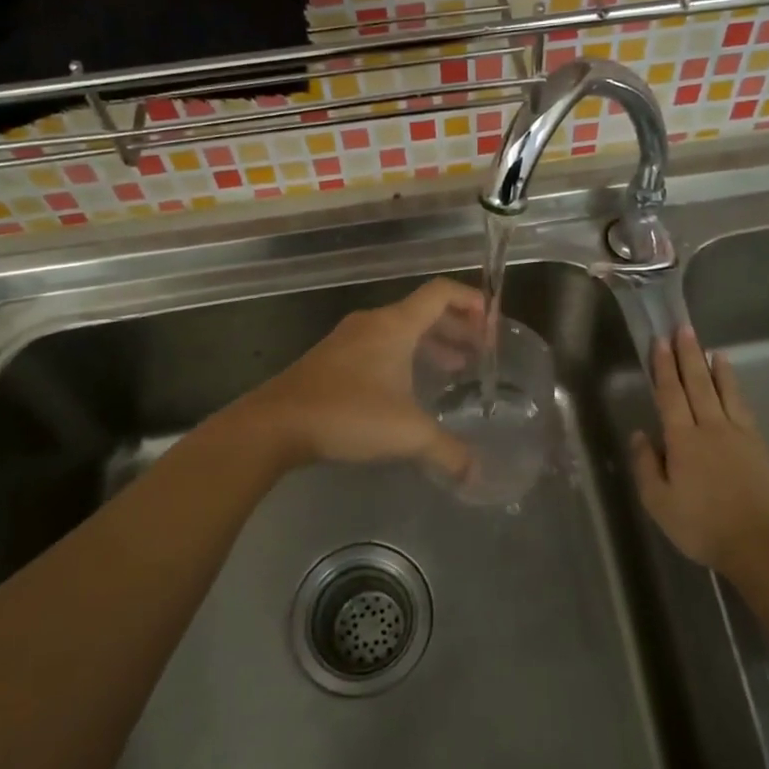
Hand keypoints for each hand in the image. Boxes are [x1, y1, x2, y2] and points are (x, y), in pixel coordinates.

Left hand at [238, 278, 482, 477]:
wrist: (275, 424)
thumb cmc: (347, 414)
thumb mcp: (407, 434)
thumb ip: (448, 452)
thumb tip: (477, 476)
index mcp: (395, 325)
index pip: (441, 292)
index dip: (472, 301)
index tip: (493, 323)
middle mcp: (373, 323)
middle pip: (424, 311)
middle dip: (457, 327)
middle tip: (481, 352)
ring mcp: (349, 339)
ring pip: (401, 331)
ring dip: (431, 344)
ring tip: (456, 369)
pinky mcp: (333, 359)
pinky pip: (380, 346)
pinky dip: (405, 357)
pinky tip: (411, 389)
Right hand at [630, 328, 768, 575]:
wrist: (759, 544)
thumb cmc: (701, 525)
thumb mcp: (658, 502)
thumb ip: (646, 465)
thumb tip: (640, 434)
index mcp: (682, 440)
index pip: (670, 394)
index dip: (664, 367)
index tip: (660, 341)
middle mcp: (711, 428)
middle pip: (697, 385)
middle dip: (688, 355)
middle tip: (683, 329)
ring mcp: (739, 435)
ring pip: (725, 392)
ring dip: (715, 368)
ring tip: (711, 349)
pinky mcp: (759, 447)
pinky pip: (744, 409)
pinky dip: (736, 391)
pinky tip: (734, 386)